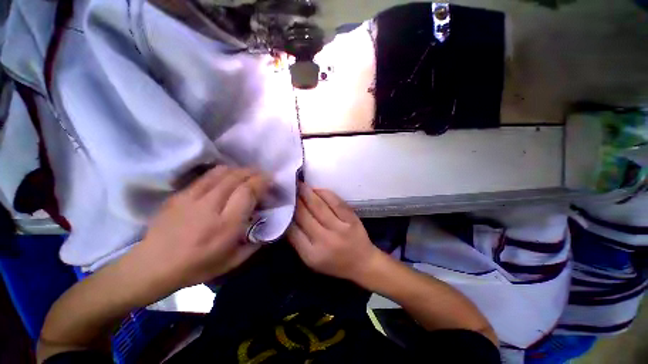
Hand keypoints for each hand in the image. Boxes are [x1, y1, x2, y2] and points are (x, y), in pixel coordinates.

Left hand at [128, 166, 269, 297]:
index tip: (270, 179)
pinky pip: (206, 176)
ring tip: (247, 174)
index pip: (247, 192)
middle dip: (253, 172)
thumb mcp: (234, 261)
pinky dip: (222, 172)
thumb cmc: (198, 266)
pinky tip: (227, 176)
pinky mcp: (180, 194)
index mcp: (226, 225)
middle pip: (236, 177)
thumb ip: (256, 242)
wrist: (153, 266)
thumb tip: (270, 225)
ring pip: (221, 172)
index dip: (261, 181)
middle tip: (262, 175)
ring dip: (239, 170)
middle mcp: (210, 207)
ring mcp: (191, 198)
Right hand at [287, 184, 381, 281]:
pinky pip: (335, 201)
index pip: (292, 231)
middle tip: (288, 188)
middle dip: (294, 200)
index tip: (281, 203)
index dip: (286, 215)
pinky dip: (324, 193)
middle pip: (304, 215)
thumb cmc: (334, 263)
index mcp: (312, 254)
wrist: (363, 263)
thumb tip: (287, 219)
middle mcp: (325, 240)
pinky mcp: (351, 219)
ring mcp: (340, 228)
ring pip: (319, 205)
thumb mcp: (311, 260)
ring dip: (307, 193)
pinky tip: (316, 189)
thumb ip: (298, 241)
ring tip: (299, 185)